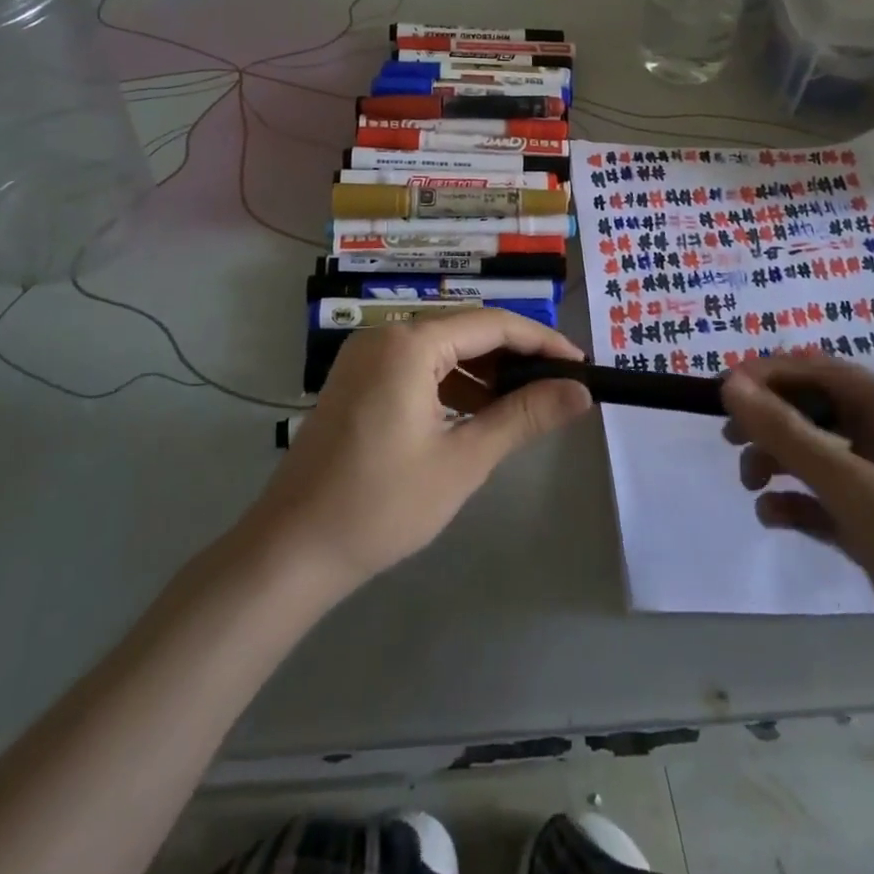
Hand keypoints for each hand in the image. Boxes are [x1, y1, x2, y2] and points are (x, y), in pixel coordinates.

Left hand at [241, 312, 592, 594]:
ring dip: (485, 371)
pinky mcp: (357, 381)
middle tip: (559, 385)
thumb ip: (524, 417)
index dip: (541, 341)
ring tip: (526, 403)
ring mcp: (366, 357)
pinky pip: (417, 367)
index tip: (580, 366)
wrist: (292, 550)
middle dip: (515, 356)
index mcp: (409, 343)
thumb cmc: (382, 505)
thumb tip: (580, 392)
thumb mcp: (463, 460)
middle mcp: (385, 335)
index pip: (492, 323)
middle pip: (466, 330)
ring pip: (442, 349)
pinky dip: (452, 384)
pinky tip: (477, 413)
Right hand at [721, 356, 873, 708]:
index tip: (722, 392)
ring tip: (751, 485)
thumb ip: (789, 436)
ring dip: (779, 462)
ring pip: (818, 455)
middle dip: (771, 422)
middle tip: (729, 440)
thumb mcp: (857, 489)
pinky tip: (774, 518)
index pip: (822, 372)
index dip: (769, 375)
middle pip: (816, 411)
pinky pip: (826, 500)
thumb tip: (731, 386)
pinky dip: (797, 503)